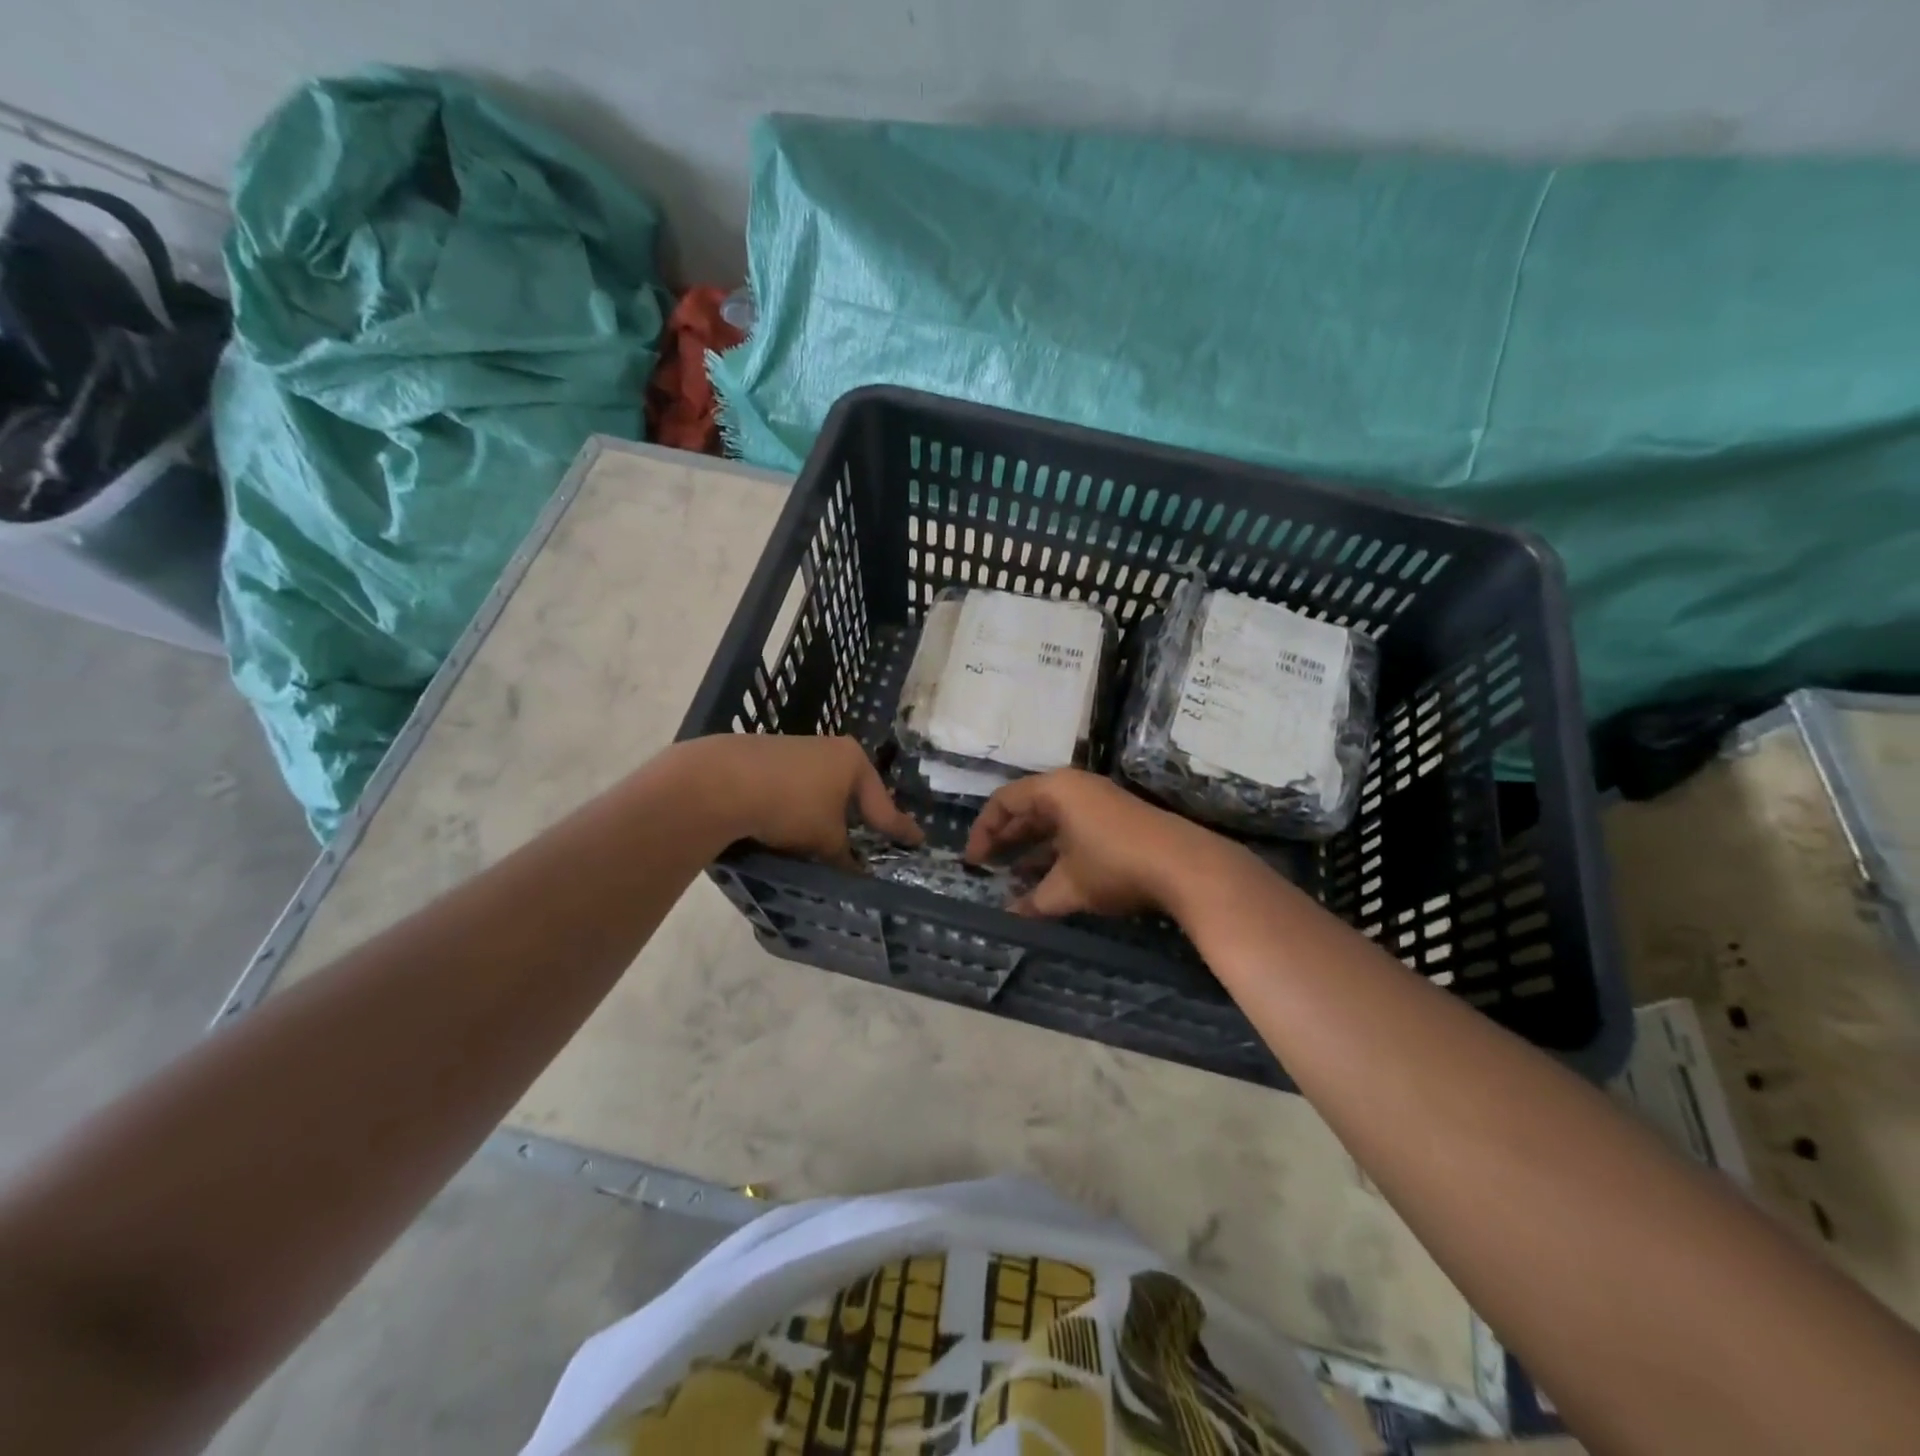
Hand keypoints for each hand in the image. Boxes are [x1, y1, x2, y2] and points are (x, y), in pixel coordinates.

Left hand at [674, 734, 920, 869]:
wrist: (721, 780)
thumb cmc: (791, 805)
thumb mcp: (825, 839)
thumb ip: (844, 856)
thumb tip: (856, 873)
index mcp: (853, 761)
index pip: (883, 803)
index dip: (899, 827)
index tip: (917, 840)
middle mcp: (830, 748)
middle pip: (853, 790)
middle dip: (860, 814)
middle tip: (872, 835)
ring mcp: (797, 748)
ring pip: (822, 787)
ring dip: (827, 811)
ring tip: (828, 835)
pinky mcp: (767, 756)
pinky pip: (796, 786)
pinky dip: (801, 805)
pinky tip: (791, 821)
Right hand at [964, 769, 1224, 917]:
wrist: (1186, 866)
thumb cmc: (1114, 865)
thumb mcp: (1068, 886)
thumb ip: (1034, 900)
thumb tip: (1010, 915)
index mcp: (1055, 790)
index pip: (1004, 801)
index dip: (983, 831)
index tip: (973, 862)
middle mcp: (1074, 788)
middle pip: (1027, 808)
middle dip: (1006, 839)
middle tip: (987, 868)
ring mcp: (1098, 801)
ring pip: (1051, 821)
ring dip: (1031, 848)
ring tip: (1014, 879)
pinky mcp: (1116, 819)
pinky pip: (1072, 829)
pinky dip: (1056, 851)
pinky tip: (1049, 879)